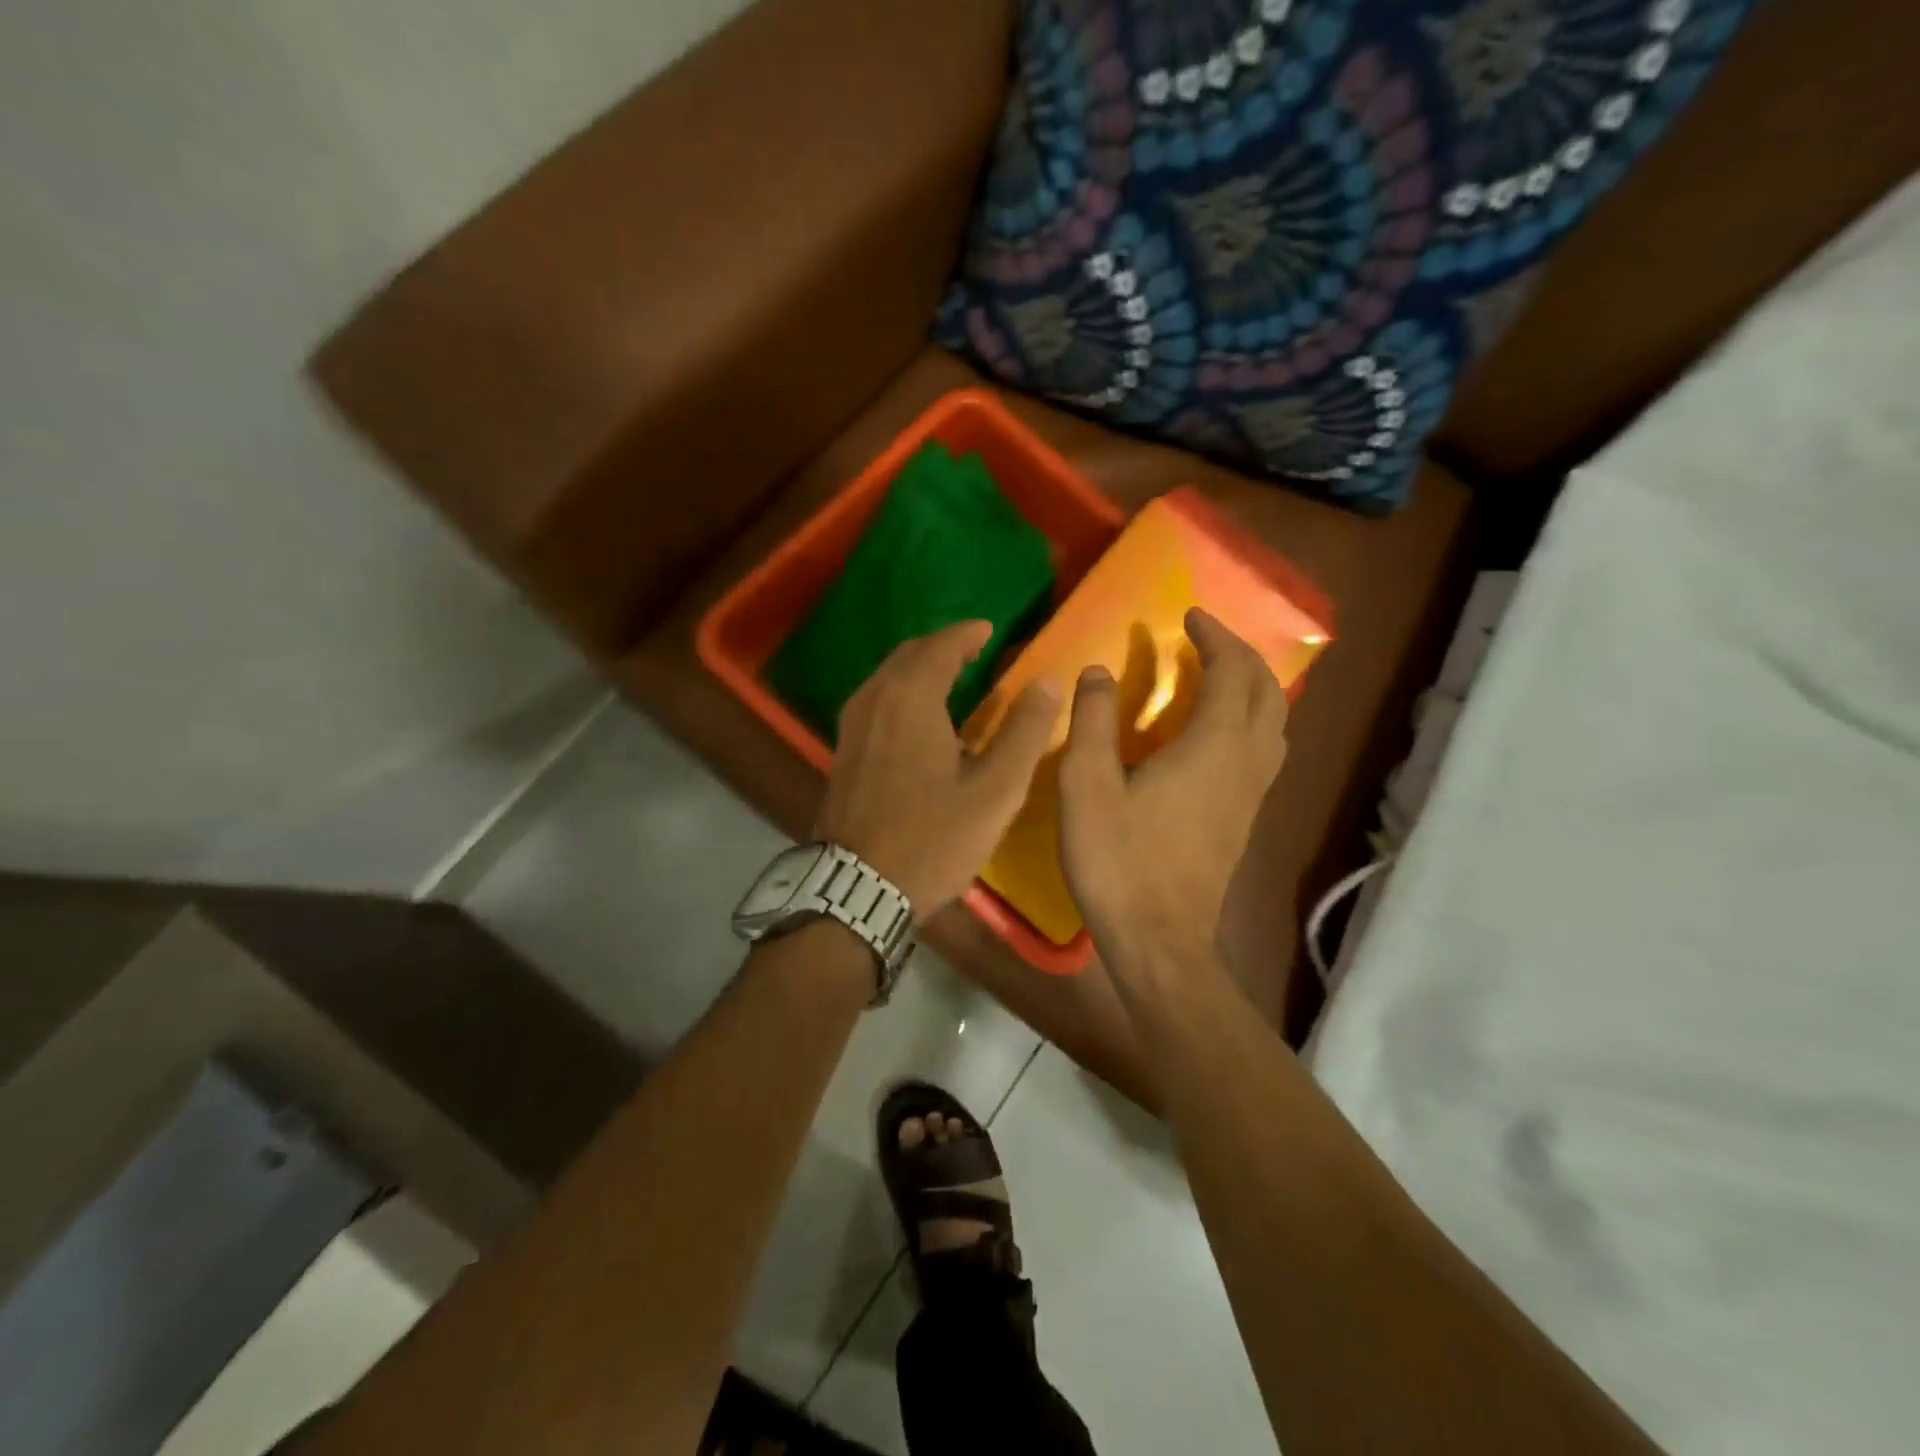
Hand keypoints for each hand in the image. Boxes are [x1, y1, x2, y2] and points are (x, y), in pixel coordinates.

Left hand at [818, 621, 1058, 921]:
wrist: (858, 888)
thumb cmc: (933, 838)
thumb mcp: (995, 790)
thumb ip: (1024, 731)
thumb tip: (1049, 681)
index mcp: (911, 698)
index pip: (941, 646)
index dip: (967, 633)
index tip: (989, 630)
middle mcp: (874, 699)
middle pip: (909, 655)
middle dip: (942, 647)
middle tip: (974, 651)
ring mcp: (852, 726)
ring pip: (888, 677)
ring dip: (919, 668)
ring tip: (952, 678)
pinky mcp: (843, 751)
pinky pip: (876, 701)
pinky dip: (901, 692)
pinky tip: (920, 718)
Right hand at [1058, 608, 1288, 982]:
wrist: (1160, 942)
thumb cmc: (1119, 861)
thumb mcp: (1086, 786)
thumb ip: (1092, 722)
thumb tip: (1098, 670)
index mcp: (1213, 747)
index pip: (1231, 672)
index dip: (1215, 637)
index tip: (1190, 616)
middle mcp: (1245, 763)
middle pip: (1266, 692)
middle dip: (1240, 655)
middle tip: (1205, 639)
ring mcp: (1252, 794)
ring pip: (1274, 723)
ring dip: (1252, 687)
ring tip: (1216, 676)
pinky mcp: (1245, 819)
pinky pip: (1264, 750)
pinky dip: (1250, 720)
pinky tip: (1217, 733)